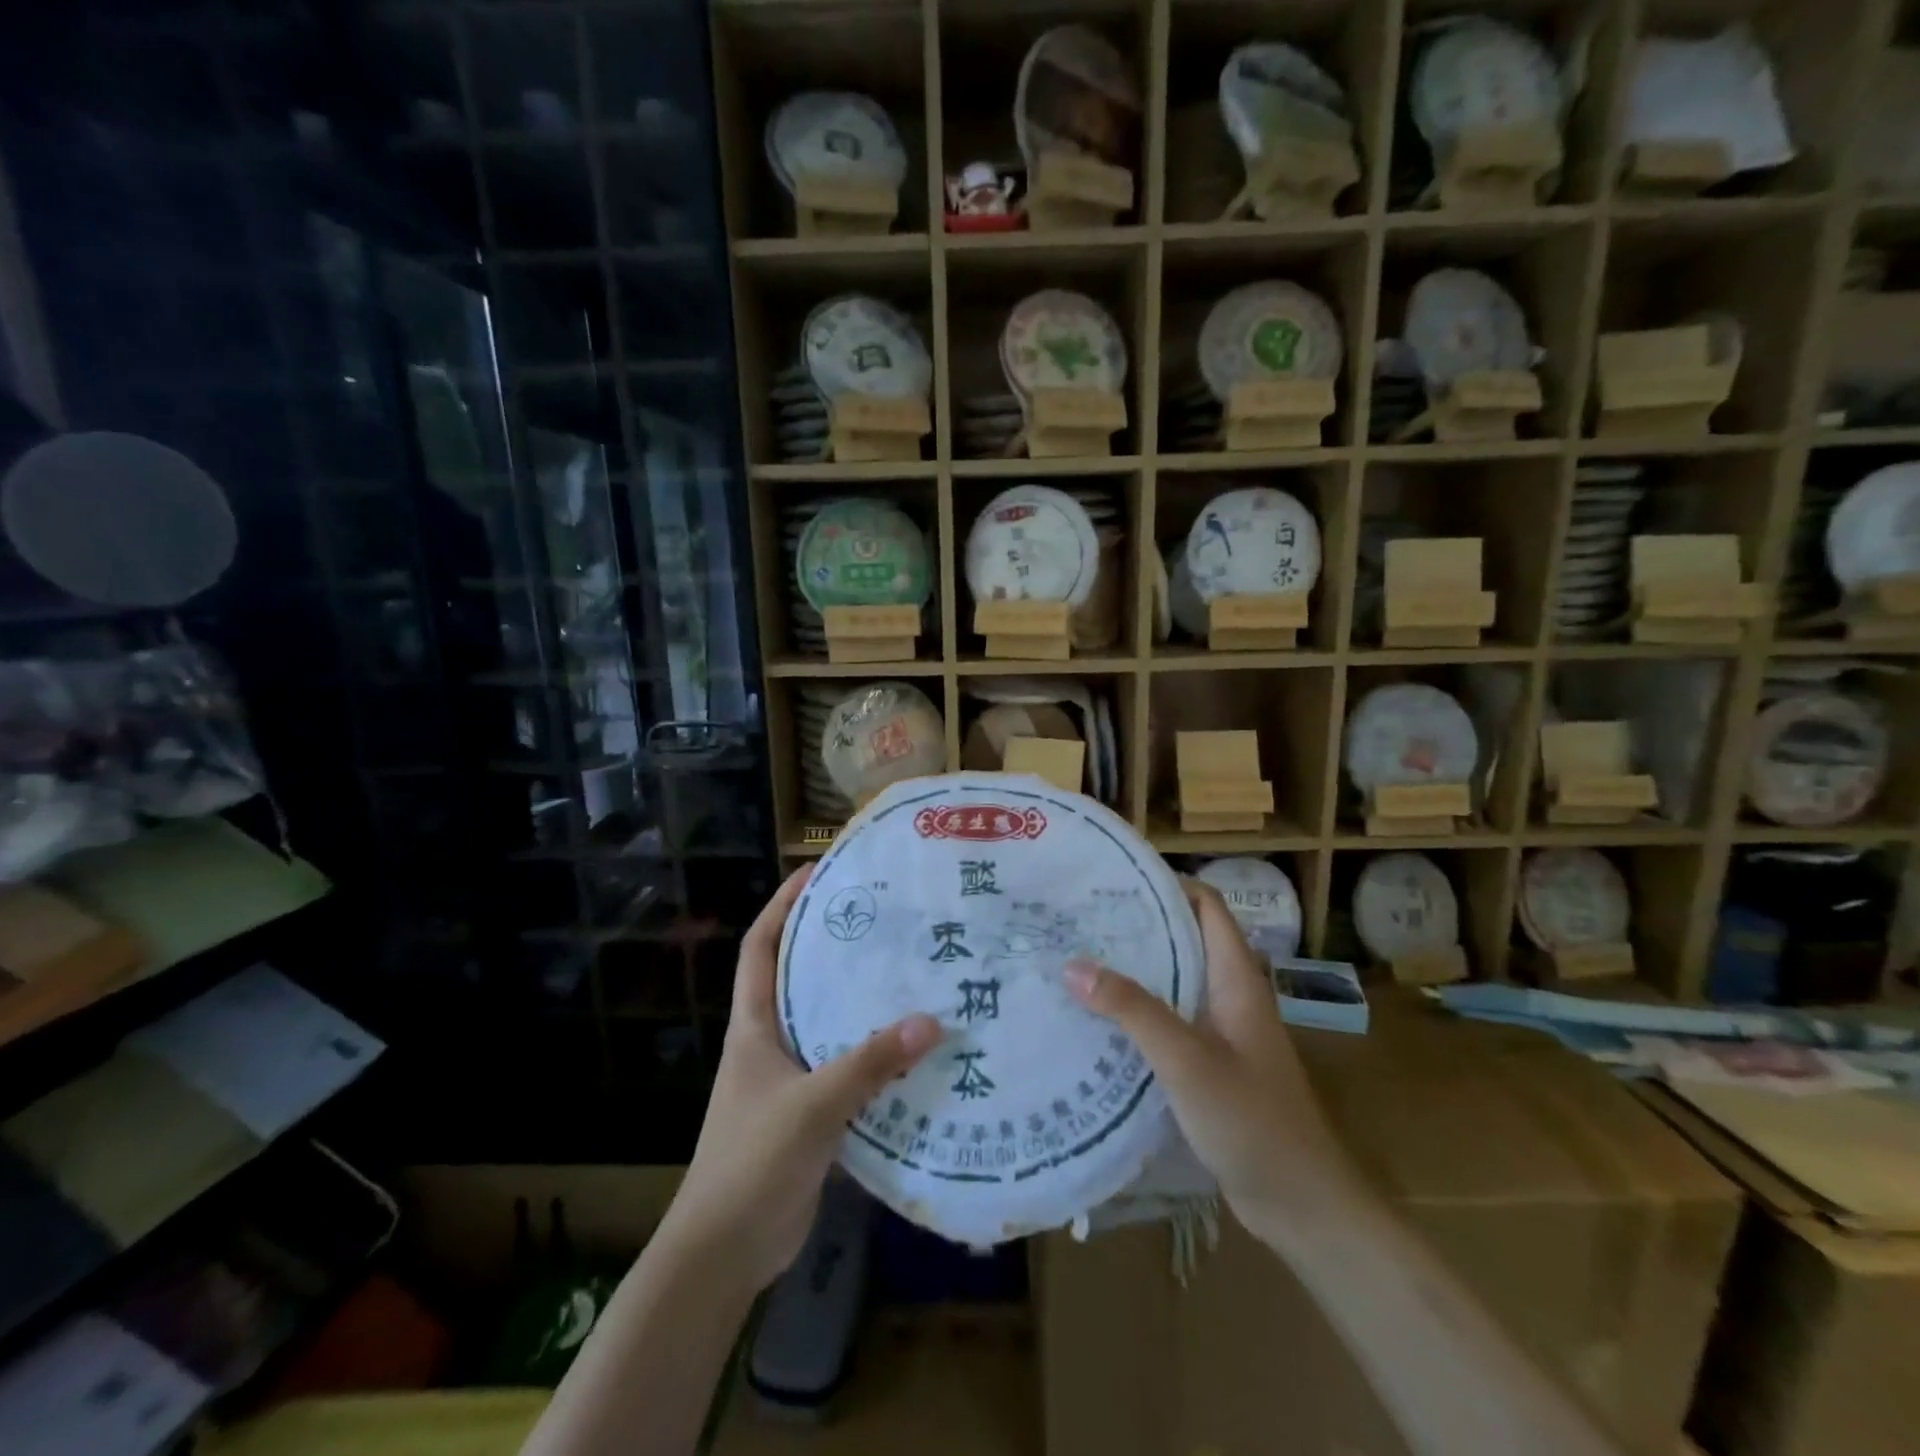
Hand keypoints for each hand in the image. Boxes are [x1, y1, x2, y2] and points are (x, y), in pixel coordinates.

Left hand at [662, 866, 942, 1291]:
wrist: (724, 1253)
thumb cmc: (751, 1162)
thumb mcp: (811, 1106)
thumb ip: (869, 1064)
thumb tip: (930, 1021)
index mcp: (753, 1027)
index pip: (760, 948)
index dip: (782, 906)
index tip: (814, 873)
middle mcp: (770, 1043)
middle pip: (799, 978)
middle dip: (833, 946)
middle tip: (884, 920)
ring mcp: (789, 1080)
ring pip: (828, 1025)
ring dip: (861, 1003)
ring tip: (909, 974)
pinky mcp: (810, 1114)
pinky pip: (846, 1069)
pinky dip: (874, 1056)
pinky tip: (913, 1050)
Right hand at [1064, 879, 1345, 1236]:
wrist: (1301, 1204)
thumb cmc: (1251, 1120)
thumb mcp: (1186, 1059)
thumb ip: (1132, 1010)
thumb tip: (1072, 965)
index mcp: (1236, 978)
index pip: (1206, 906)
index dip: (1167, 884)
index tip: (1114, 882)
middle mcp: (1230, 994)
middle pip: (1184, 939)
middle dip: (1137, 926)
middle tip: (1080, 920)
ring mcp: (1222, 1031)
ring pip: (1174, 982)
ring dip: (1134, 970)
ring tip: (1078, 961)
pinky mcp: (1210, 1063)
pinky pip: (1169, 1021)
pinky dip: (1137, 1011)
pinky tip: (1098, 1020)